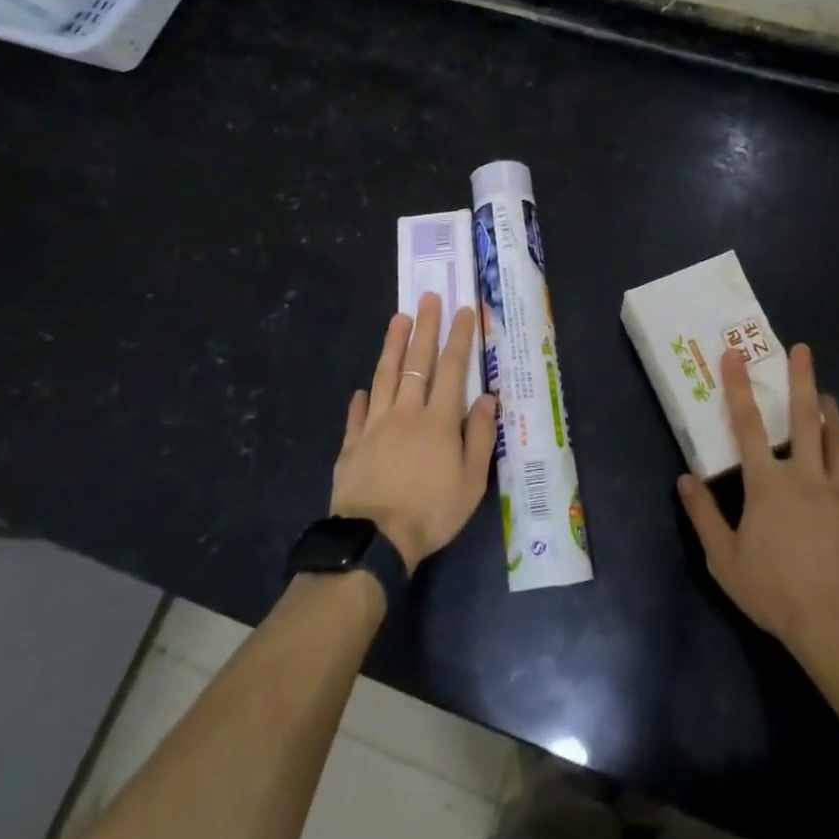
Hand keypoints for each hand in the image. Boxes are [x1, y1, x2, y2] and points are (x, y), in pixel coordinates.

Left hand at [332, 293, 498, 573]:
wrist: (374, 540)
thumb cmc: (431, 511)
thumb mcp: (471, 481)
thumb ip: (479, 436)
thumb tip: (486, 398)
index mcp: (438, 420)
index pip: (452, 368)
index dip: (459, 337)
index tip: (463, 311)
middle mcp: (406, 412)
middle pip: (416, 362)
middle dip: (424, 328)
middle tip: (427, 298)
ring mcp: (375, 425)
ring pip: (384, 376)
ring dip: (392, 346)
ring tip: (397, 319)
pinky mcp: (352, 444)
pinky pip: (358, 413)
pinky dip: (362, 398)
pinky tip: (363, 388)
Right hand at [677, 343, 838, 660]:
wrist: (836, 626)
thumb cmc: (773, 591)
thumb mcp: (723, 558)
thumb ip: (703, 515)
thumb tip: (684, 478)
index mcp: (768, 483)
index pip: (748, 425)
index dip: (739, 387)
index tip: (735, 354)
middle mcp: (806, 477)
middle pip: (805, 420)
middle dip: (802, 381)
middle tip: (803, 351)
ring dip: (832, 417)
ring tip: (828, 396)